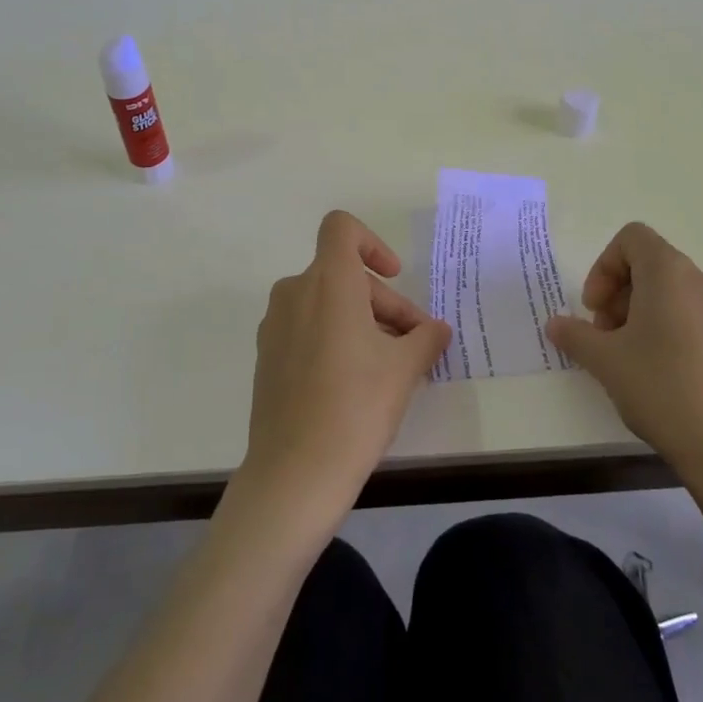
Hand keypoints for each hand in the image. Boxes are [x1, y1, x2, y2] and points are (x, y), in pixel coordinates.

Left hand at [240, 211, 450, 523]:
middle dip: (383, 302)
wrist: (295, 473)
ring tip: (391, 365)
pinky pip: (306, 327)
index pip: (341, 228)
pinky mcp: (267, 356)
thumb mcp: (404, 369)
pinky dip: (334, 337)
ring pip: (326, 302)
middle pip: (344, 275)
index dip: (372, 242)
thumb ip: (425, 338)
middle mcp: (295, 293)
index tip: (393, 276)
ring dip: (362, 321)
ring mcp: (275, 325)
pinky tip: (356, 381)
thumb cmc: (356, 407)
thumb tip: (436, 329)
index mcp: (328, 283)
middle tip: (414, 343)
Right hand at [546, 223, 702, 475]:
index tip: (594, 308)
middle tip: (603, 336)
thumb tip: (556, 324)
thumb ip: (574, 335)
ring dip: (638, 313)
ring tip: (626, 358)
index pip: (632, 238)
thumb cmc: (661, 388)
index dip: (604, 267)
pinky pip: (690, 314)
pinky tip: (656, 372)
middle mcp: (701, 280)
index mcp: (670, 272)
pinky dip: (665, 328)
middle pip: (649, 265)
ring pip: (669, 292)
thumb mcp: (604, 360)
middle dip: (617, 293)